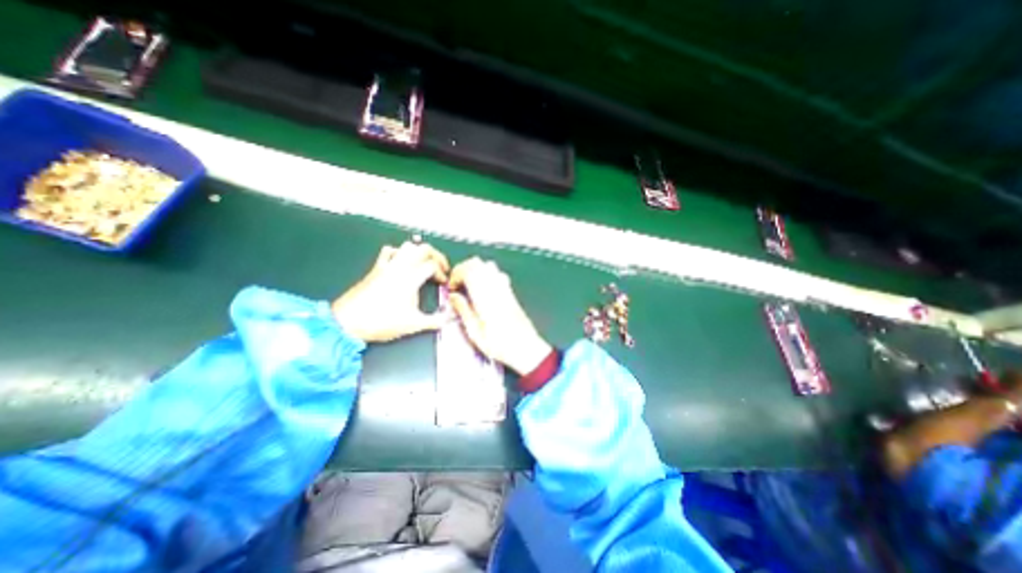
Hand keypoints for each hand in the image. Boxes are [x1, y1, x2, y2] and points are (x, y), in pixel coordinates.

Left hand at [334, 240, 448, 342]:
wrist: (347, 322)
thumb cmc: (381, 322)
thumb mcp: (412, 325)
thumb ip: (434, 321)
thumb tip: (448, 320)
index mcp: (410, 278)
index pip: (432, 265)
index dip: (442, 272)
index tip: (443, 283)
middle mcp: (400, 267)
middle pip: (423, 248)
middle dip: (436, 255)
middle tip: (440, 267)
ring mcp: (387, 266)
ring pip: (407, 246)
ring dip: (419, 252)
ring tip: (424, 263)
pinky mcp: (376, 268)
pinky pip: (389, 252)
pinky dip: (399, 253)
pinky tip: (402, 263)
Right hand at [448, 255, 551, 373]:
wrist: (526, 348)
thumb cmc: (500, 344)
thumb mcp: (475, 332)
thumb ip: (463, 310)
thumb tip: (453, 297)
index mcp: (485, 296)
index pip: (468, 269)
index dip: (456, 274)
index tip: (452, 288)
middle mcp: (496, 287)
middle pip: (477, 263)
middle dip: (463, 270)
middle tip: (457, 285)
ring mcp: (505, 288)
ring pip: (488, 265)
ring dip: (475, 271)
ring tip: (468, 286)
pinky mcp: (510, 292)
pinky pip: (497, 274)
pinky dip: (486, 275)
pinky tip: (483, 290)